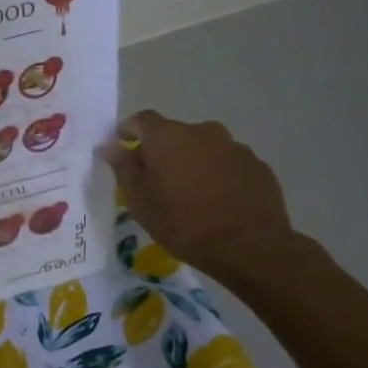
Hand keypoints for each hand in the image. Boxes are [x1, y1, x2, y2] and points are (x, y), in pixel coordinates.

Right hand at [100, 112, 298, 286]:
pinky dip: (218, 174)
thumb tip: (109, 146)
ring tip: (192, 194)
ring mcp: (234, 146)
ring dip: (193, 162)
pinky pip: (228, 163)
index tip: (124, 150)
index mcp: (168, 137)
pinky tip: (219, 202)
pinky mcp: (257, 165)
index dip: (129, 131)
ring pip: (203, 147)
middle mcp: (202, 131)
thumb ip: (124, 169)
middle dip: (163, 151)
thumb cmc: (184, 224)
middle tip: (158, 181)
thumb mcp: (141, 202)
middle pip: (174, 133)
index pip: (141, 119)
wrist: (250, 247)